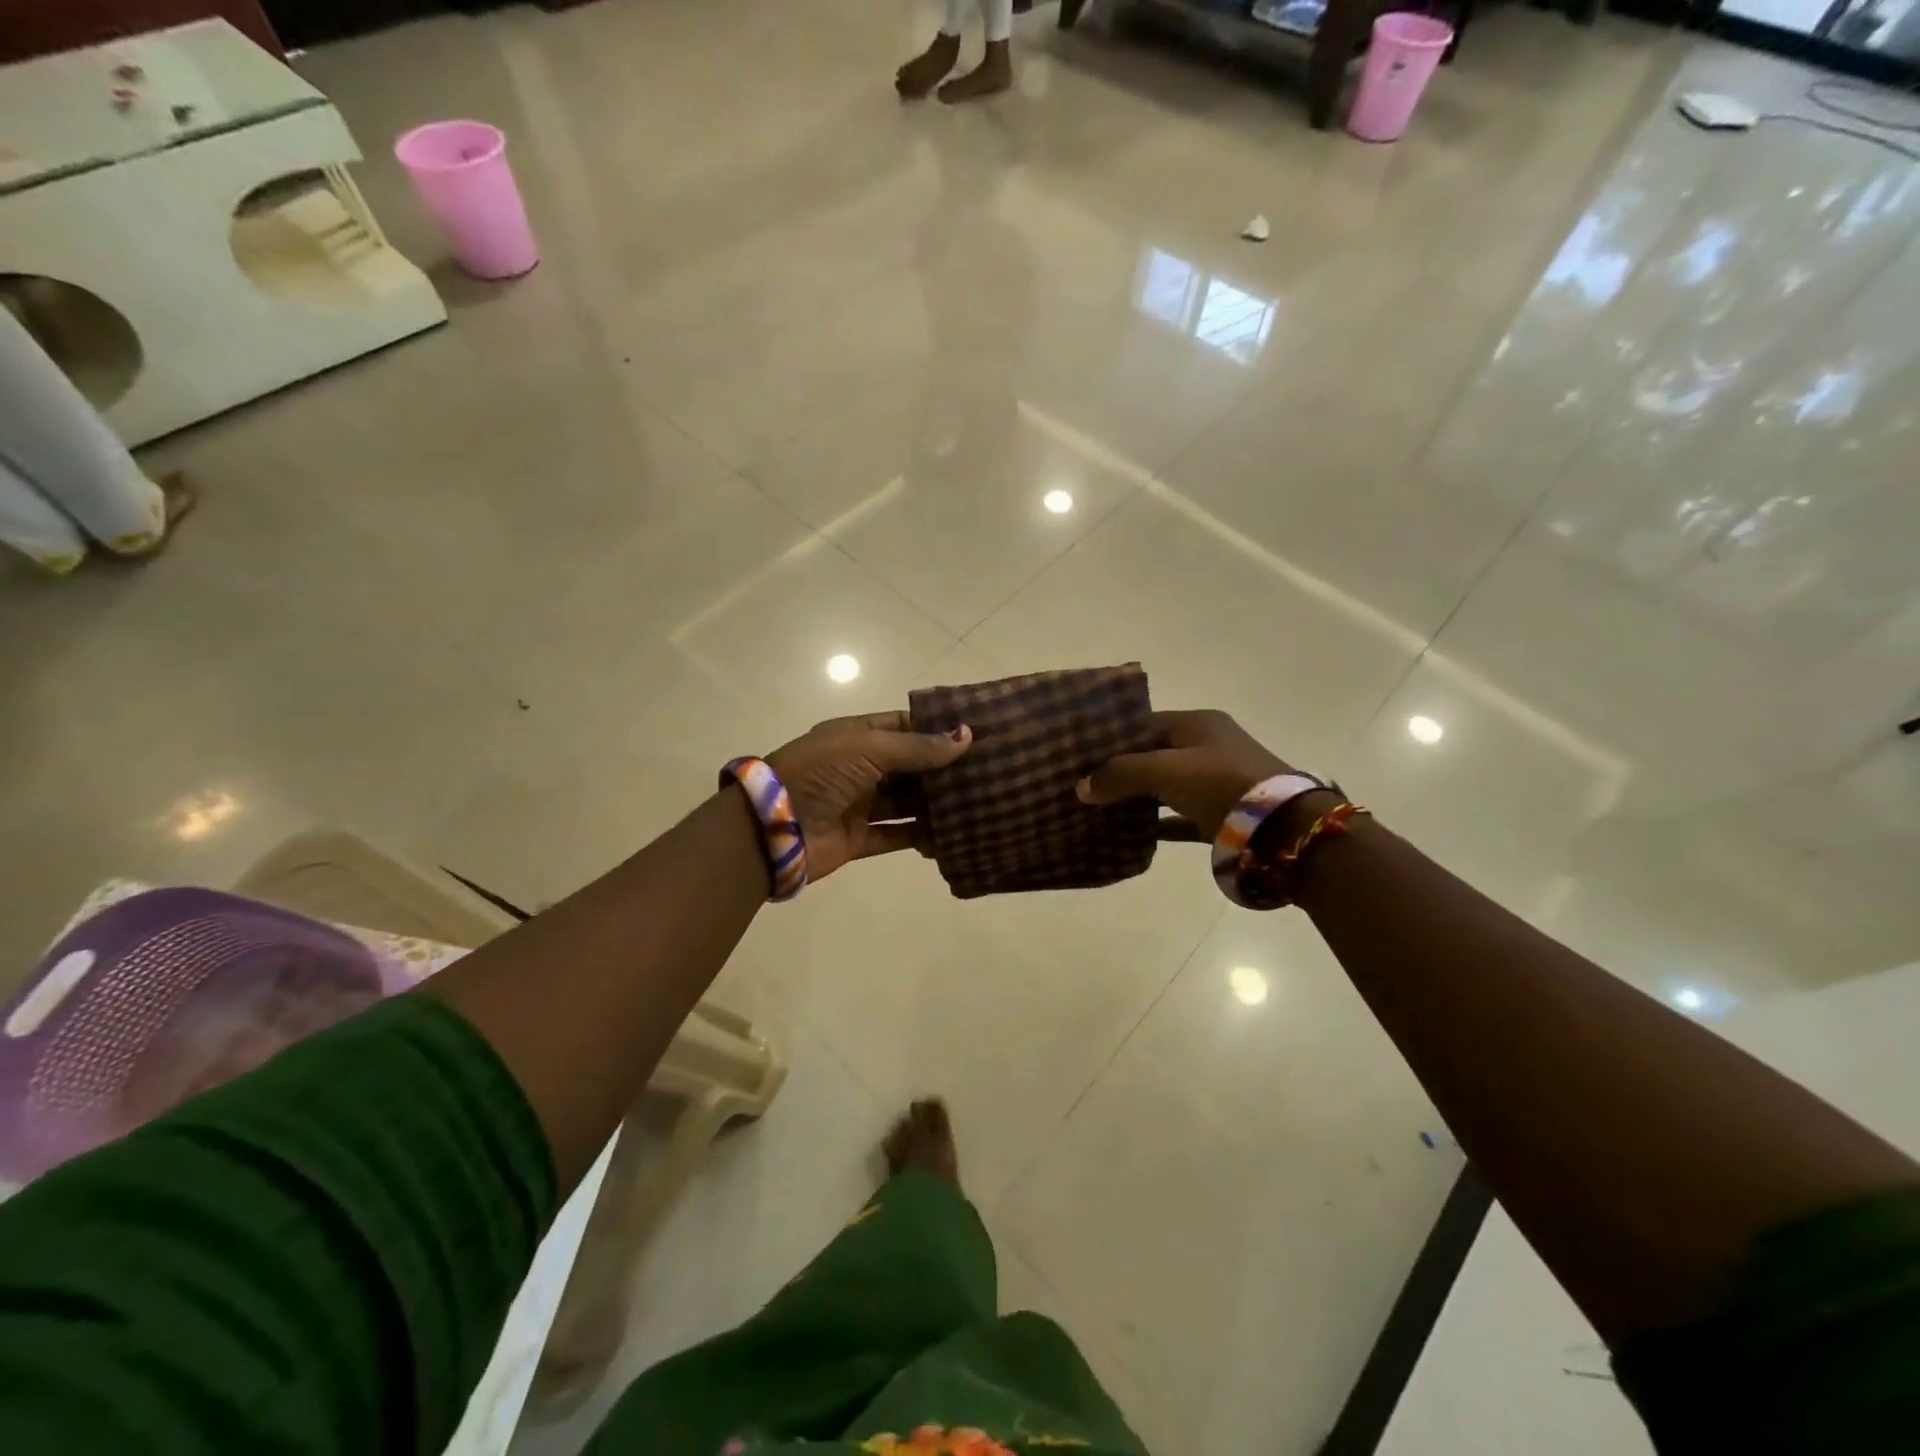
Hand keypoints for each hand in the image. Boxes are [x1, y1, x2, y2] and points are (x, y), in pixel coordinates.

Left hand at [767, 712, 971, 880]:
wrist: (772, 828)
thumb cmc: (820, 773)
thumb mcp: (869, 748)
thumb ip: (918, 747)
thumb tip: (966, 736)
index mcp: (855, 737)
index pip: (902, 726)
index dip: (935, 729)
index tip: (974, 733)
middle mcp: (858, 768)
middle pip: (909, 766)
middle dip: (942, 768)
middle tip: (987, 770)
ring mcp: (859, 804)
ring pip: (907, 801)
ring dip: (936, 803)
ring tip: (978, 801)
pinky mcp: (859, 838)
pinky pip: (898, 835)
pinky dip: (922, 836)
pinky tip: (953, 835)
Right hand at [1075, 709, 1292, 838]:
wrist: (1282, 828)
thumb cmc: (1220, 783)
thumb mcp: (1165, 771)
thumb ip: (1120, 774)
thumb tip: (1081, 787)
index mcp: (1197, 724)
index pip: (1144, 724)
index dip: (1111, 739)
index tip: (1080, 755)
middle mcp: (1207, 748)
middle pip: (1152, 755)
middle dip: (1119, 770)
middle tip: (1083, 784)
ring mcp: (1215, 783)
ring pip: (1164, 787)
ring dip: (1136, 797)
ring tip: (1097, 808)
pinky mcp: (1220, 815)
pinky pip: (1178, 817)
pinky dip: (1157, 824)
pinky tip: (1129, 834)